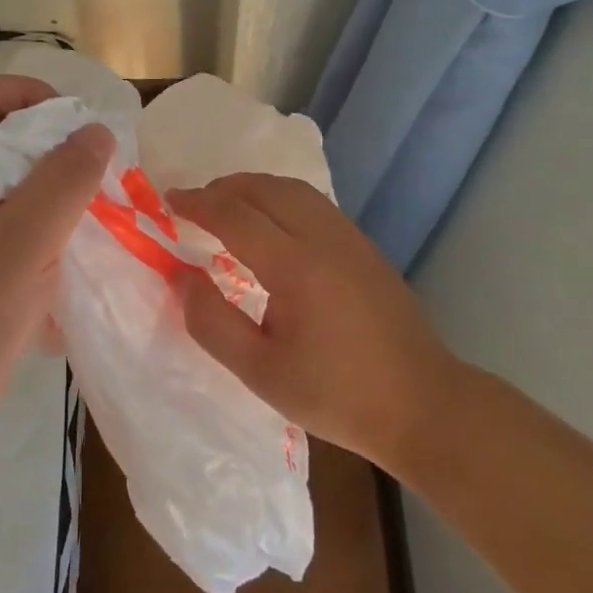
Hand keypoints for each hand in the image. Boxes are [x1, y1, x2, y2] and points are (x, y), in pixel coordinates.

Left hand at [0, 74, 112, 441]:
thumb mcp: (25, 239)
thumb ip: (66, 179)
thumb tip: (98, 131)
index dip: (27, 94)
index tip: (72, 122)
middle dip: (48, 137)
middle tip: (92, 160)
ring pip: (8, 169)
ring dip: (51, 175)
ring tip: (91, 194)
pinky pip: (11, 205)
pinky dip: (44, 206)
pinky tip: (74, 228)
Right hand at [167, 173, 456, 469]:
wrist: (423, 404)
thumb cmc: (337, 395)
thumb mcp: (261, 373)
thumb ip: (213, 323)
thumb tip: (183, 277)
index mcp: (296, 266)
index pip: (235, 215)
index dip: (197, 203)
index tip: (169, 200)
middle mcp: (323, 238)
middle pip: (264, 189)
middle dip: (222, 188)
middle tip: (193, 203)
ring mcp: (350, 238)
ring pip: (293, 189)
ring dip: (253, 187)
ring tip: (227, 206)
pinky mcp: (365, 246)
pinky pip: (314, 202)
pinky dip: (280, 198)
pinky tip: (271, 223)